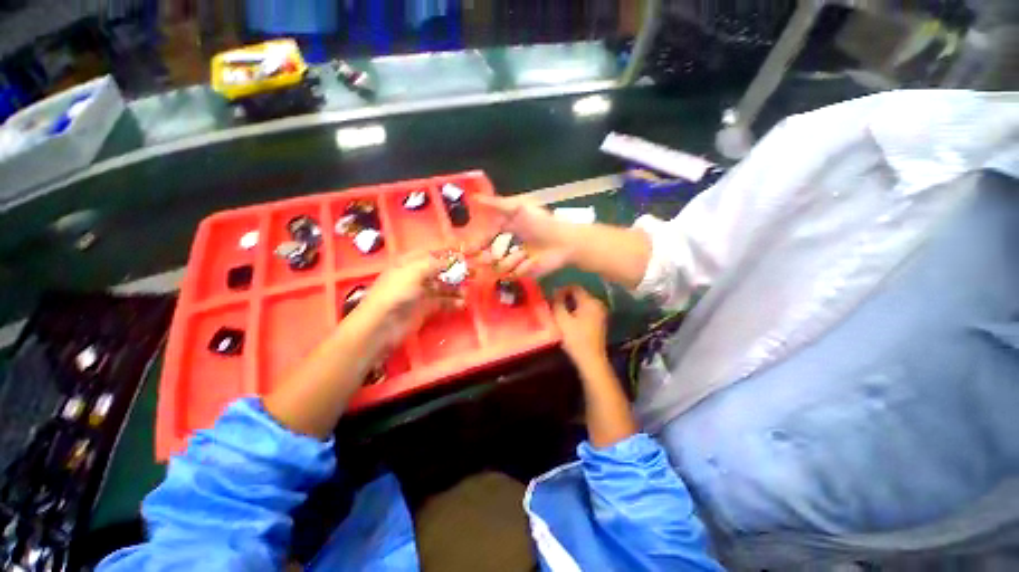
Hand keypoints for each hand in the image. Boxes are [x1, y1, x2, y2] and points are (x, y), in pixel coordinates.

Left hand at [358, 254, 462, 345]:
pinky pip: (443, 301)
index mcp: (410, 262)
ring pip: (444, 286)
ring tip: (468, 291)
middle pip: (442, 269)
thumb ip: (435, 263)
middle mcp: (417, 275)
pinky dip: (453, 302)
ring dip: (457, 287)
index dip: (451, 252)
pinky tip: (462, 304)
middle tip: (475, 272)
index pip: (434, 252)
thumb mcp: (414, 272)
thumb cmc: (396, 293)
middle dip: (458, 270)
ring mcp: (422, 292)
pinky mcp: (426, 307)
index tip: (469, 252)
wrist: (381, 325)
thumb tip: (454, 258)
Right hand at [474, 195, 575, 276]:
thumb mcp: (519, 208)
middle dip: (484, 258)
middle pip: (487, 257)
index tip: (466, 250)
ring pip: (499, 267)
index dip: (475, 244)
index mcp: (505, 229)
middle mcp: (508, 246)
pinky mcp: (524, 273)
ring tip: (523, 254)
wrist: (563, 242)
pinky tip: (530, 261)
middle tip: (482, 259)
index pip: (484, 239)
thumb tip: (473, 197)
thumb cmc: (541, 223)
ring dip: (510, 260)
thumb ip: (496, 204)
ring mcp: (515, 261)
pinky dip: (521, 267)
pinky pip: (513, 275)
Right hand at [551, 285, 608, 365]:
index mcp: (590, 301)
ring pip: (582, 302)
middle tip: (553, 303)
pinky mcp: (599, 321)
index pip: (574, 287)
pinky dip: (577, 310)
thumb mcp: (562, 319)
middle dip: (565, 296)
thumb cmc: (575, 338)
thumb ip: (557, 303)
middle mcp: (598, 303)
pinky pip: (586, 309)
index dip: (561, 289)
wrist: (591, 359)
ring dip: (570, 304)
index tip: (551, 296)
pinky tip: (568, 318)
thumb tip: (553, 293)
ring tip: (559, 310)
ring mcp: (600, 312)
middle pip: (579, 294)